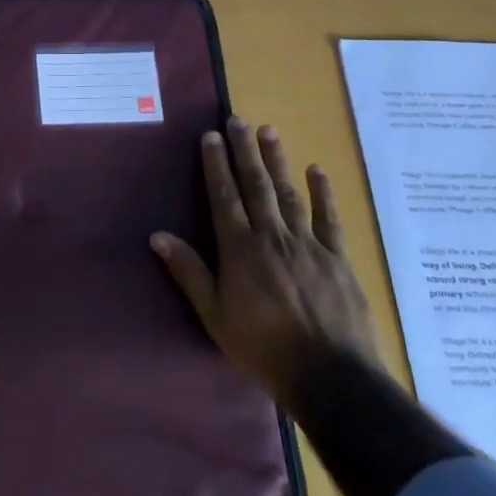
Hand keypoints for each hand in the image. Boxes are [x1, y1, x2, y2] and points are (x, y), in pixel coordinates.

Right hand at [152, 119, 381, 409]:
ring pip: (289, 194)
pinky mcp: (337, 258)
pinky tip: (317, 170)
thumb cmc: (262, 347)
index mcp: (240, 249)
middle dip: (245, 151)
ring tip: (269, 131)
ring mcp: (308, 245)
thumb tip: (157, 236)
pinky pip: (329, 219)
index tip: (211, 136)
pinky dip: (323, 193)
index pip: (224, 197)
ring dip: (277, 161)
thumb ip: (189, 272)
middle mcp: (272, 237)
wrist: (330, 376)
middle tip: (238, 120)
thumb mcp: (214, 315)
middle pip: (256, 186)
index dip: (216, 165)